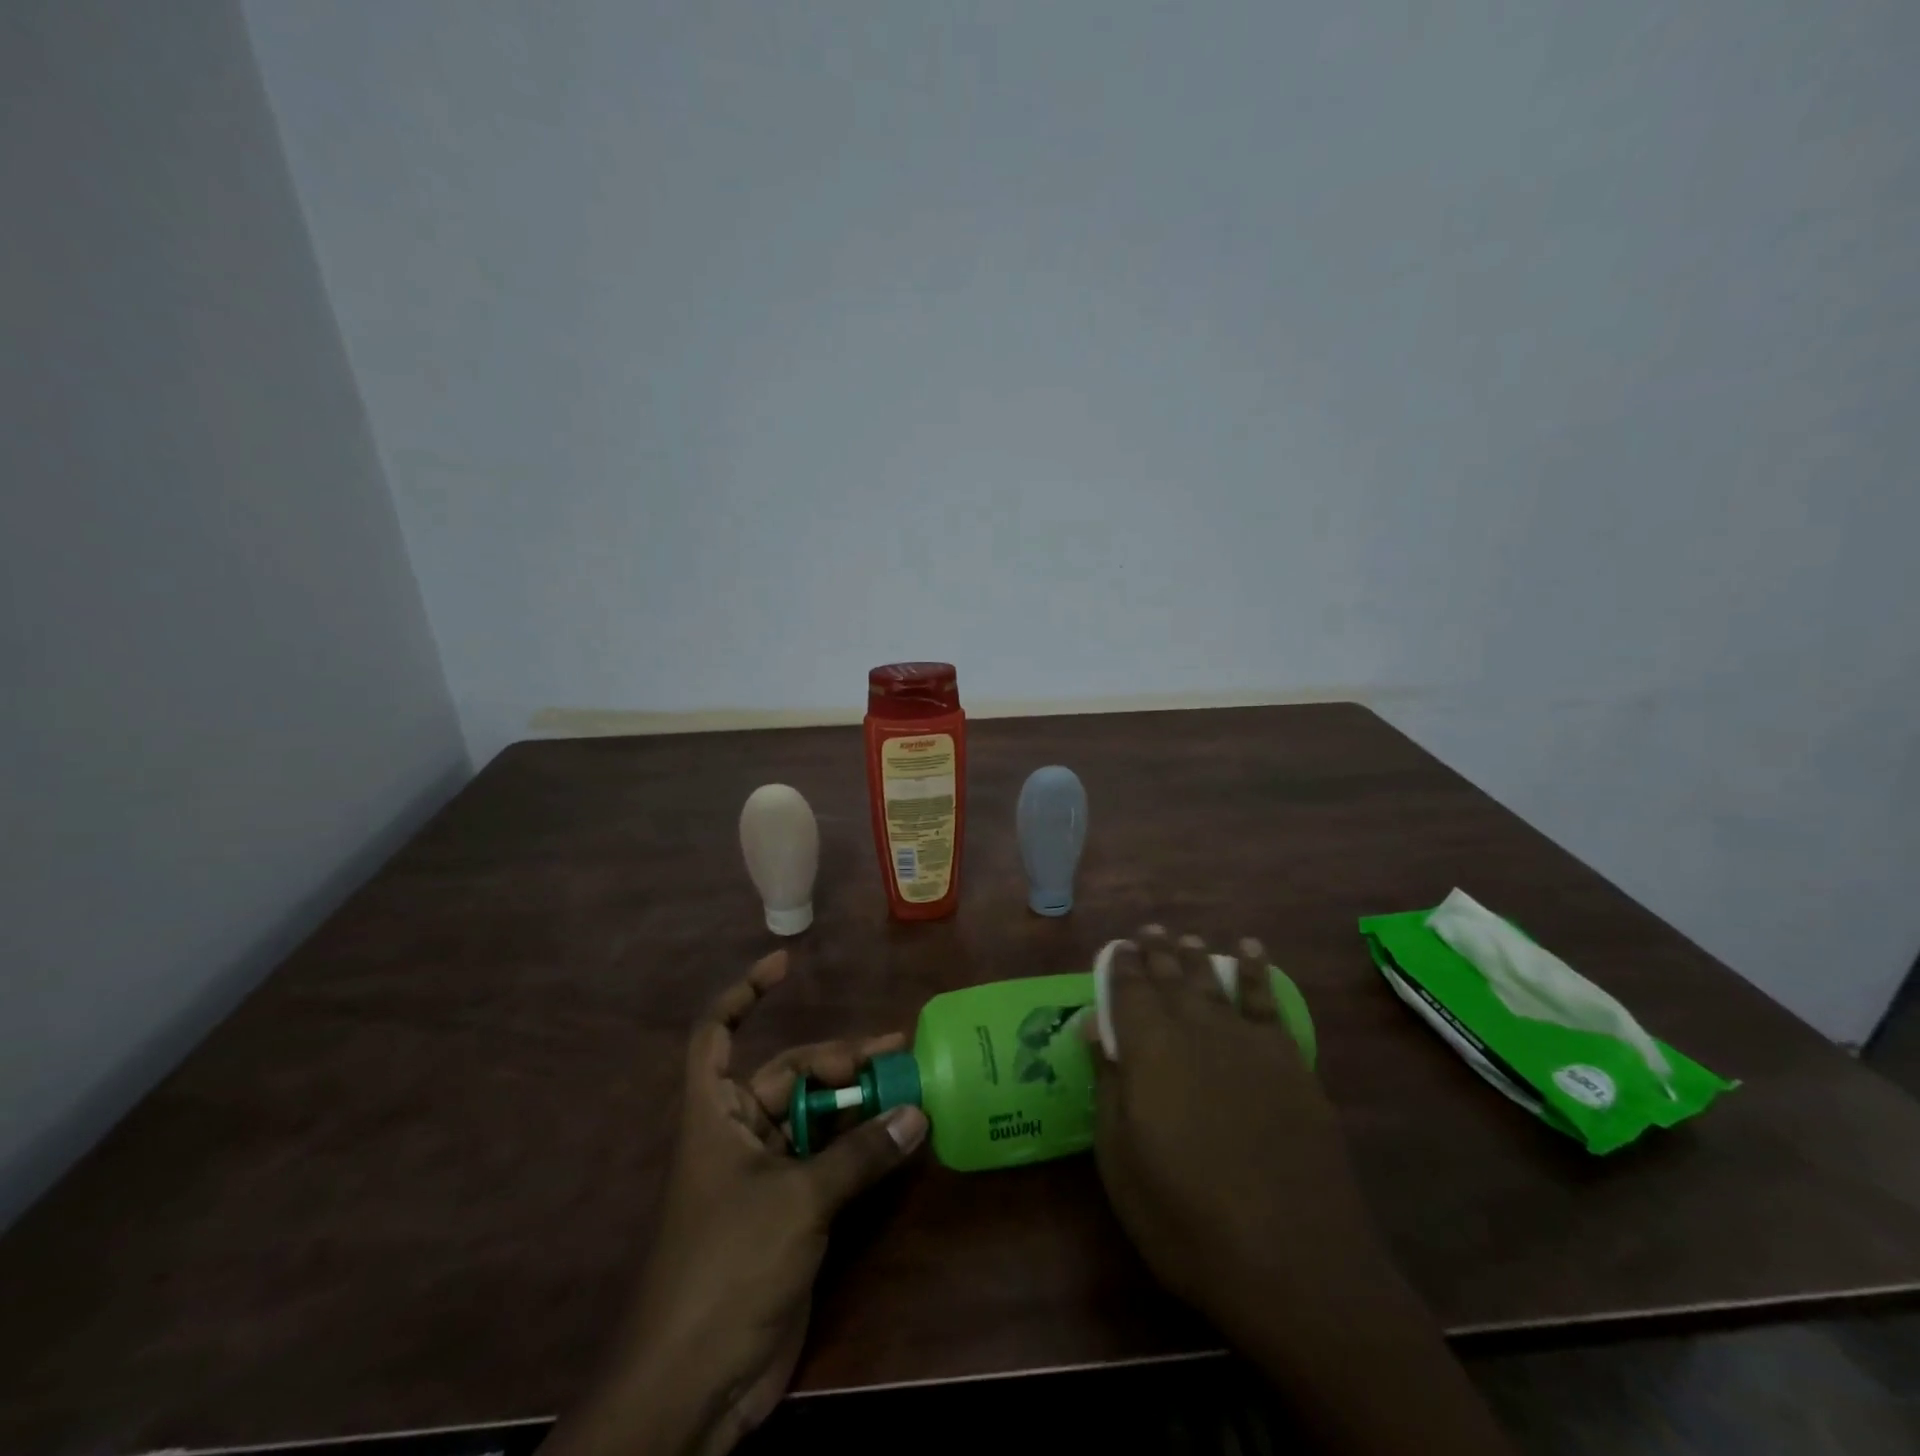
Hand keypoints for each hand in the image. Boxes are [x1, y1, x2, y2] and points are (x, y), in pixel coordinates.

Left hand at [545, 950, 927, 1455]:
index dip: (745, 994)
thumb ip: (859, 1154)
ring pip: (815, 1118)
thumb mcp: (797, 1201)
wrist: (695, 1387)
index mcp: (716, 1115)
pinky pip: (829, 1161)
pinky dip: (861, 1147)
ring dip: (857, 1103)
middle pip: (789, 1074)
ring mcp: (765, 1174)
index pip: (717, 1034)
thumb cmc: (727, 1268)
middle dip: (839, 1059)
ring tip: (909, 1086)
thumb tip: (916, 1111)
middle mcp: (738, 1133)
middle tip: (896, 1051)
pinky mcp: (790, 1212)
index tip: (786, 964)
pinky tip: (899, 1137)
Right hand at [1090, 927, 1512, 1454]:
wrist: (1295, 1261)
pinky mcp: (1287, 1060)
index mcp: (1147, 1049)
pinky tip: (1250, 950)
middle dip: (1155, 952)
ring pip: (1212, 981)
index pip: (1127, 990)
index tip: (1115, 947)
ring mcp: (1245, 1041)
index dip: (1120, 965)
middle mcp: (1194, 1029)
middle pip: (1169, 978)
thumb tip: (1094, 1025)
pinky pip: (1267, 999)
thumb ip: (1108, 1084)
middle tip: (1147, 931)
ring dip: (1196, 956)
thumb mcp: (1121, 1160)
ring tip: (1185, 936)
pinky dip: (1257, 970)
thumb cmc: (1187, 1218)